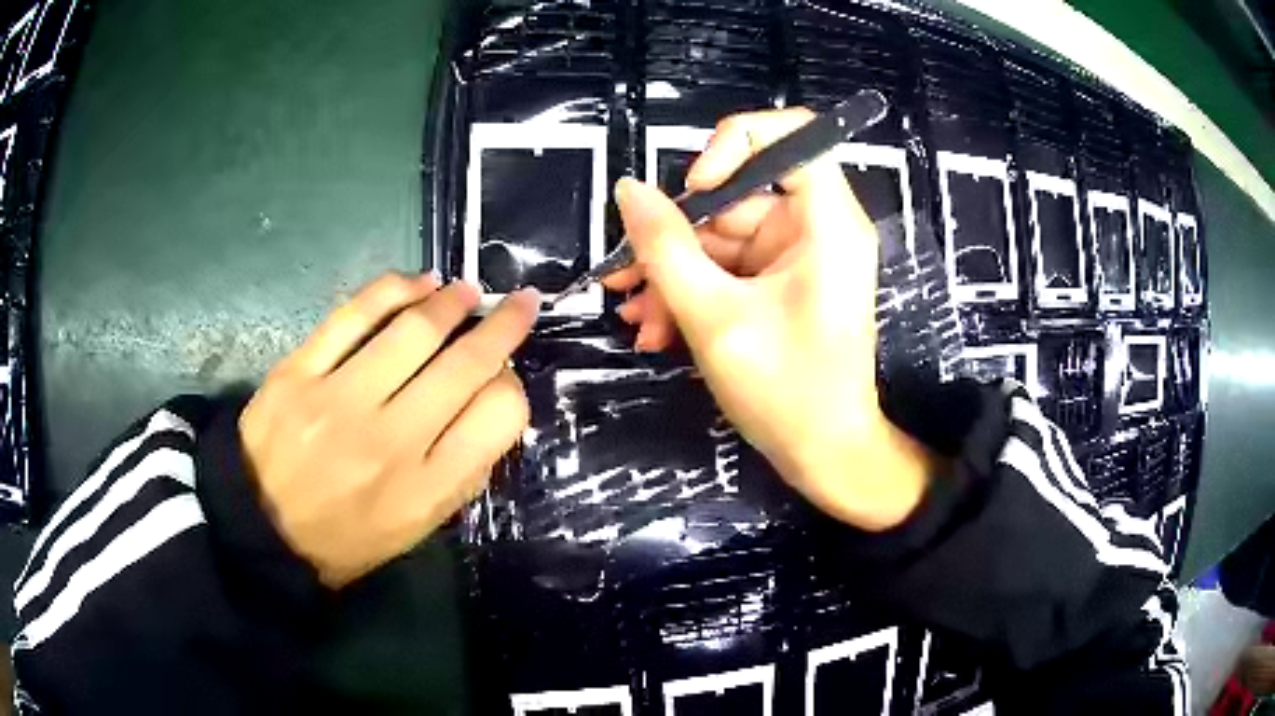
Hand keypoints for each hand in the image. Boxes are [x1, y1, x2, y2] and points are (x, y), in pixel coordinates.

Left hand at [239, 273, 538, 587]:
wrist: (260, 530)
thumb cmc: (346, 539)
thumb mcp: (415, 529)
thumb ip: (459, 473)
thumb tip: (491, 404)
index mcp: (424, 490)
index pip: (498, 417)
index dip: (512, 386)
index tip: (504, 376)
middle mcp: (390, 443)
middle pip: (465, 365)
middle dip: (504, 326)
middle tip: (520, 304)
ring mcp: (339, 402)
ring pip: (414, 331)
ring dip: (451, 301)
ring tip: (465, 291)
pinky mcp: (298, 373)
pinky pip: (354, 315)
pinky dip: (394, 289)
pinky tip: (416, 283)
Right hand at [607, 108, 931, 530]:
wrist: (825, 456)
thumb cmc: (786, 392)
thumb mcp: (714, 317)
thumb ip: (665, 248)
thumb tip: (629, 190)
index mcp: (827, 223)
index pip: (793, 136)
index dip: (736, 142)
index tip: (693, 187)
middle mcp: (818, 229)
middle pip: (739, 197)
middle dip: (676, 239)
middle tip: (626, 276)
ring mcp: (798, 259)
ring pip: (723, 241)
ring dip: (674, 276)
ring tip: (635, 314)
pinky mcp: (782, 286)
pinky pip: (730, 271)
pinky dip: (694, 294)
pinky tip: (657, 328)